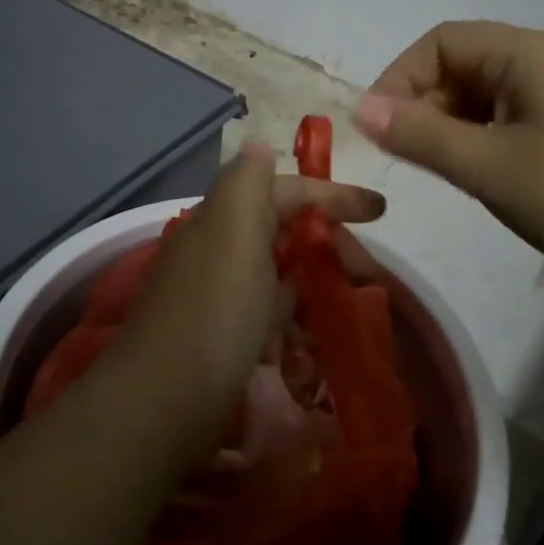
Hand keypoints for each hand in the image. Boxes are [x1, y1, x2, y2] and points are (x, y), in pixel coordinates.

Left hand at [114, 142, 384, 449]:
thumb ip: (249, 181)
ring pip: (278, 277)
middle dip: (330, 247)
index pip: (286, 191)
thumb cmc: (215, 309)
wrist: (163, 399)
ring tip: (350, 312)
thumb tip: (260, 144)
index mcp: (224, 218)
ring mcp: (215, 296)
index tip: (381, 211)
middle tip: (371, 278)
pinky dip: (292, 324)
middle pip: (284, 234)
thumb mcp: (235, 230)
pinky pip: (266, 319)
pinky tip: (309, 346)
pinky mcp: (218, 339)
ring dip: (314, 287)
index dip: (333, 195)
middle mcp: (216, 249)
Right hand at [354, 21, 543, 293]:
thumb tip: (361, 110)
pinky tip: (491, 175)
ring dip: (455, 124)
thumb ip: (421, 135)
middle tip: (409, 157)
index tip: (378, 129)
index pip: (440, 42)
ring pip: (491, 93)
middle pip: (465, 63)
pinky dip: (488, 137)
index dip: (398, 78)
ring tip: (447, 171)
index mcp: (528, 53)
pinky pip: (519, 115)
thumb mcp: (489, 168)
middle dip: (425, 104)